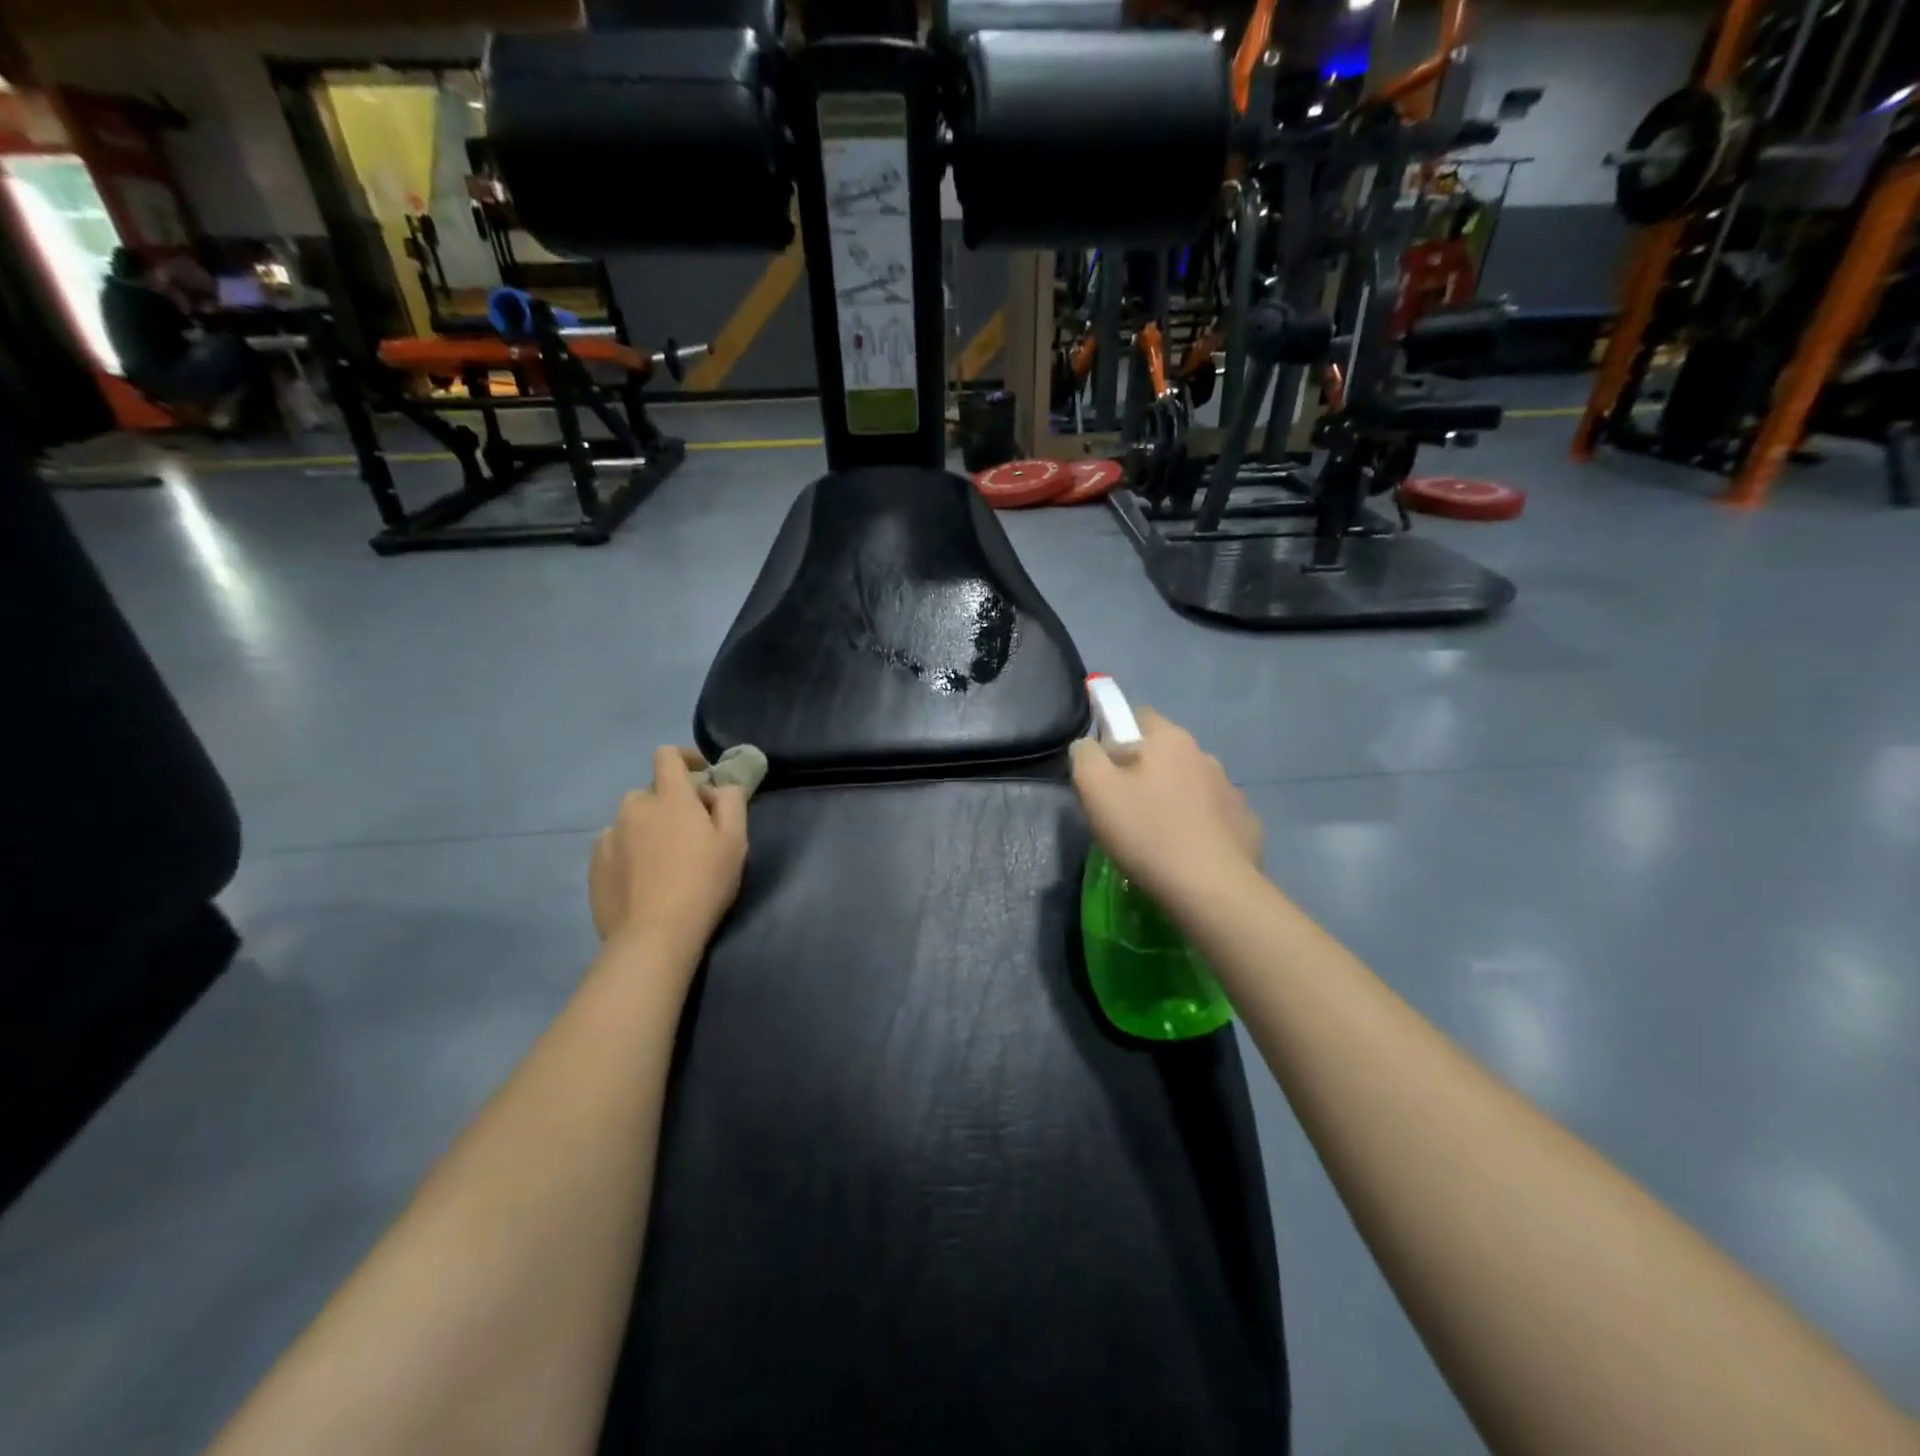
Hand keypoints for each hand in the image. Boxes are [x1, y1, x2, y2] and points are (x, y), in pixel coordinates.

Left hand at [589, 748, 748, 957]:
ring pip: (631, 819)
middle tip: (690, 831)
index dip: (685, 758)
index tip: (701, 775)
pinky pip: (615, 844)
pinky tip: (642, 877)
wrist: (654, 935)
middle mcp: (634, 808)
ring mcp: (609, 836)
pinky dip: (629, 850)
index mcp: (670, 797)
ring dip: (648, 826)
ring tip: (663, 857)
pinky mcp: (595, 864)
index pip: (667, 756)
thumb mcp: (735, 840)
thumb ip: (731, 801)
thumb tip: (720, 786)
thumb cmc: (703, 883)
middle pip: (651, 791)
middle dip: (670, 801)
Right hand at [1069, 709, 1261, 916]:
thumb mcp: (1095, 790)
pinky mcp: (1245, 824)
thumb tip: (1088, 746)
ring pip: (1190, 784)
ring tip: (1156, 836)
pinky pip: (1213, 815)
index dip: (1116, 737)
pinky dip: (1199, 826)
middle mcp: (1204, 755)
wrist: (1211, 889)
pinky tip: (1186, 852)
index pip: (1138, 716)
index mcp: (1170, 740)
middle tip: (1123, 809)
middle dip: (1144, 772)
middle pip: (1164, 753)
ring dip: (1173, 799)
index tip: (1105, 772)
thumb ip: (1085, 756)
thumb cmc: (1146, 833)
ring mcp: (1230, 790)